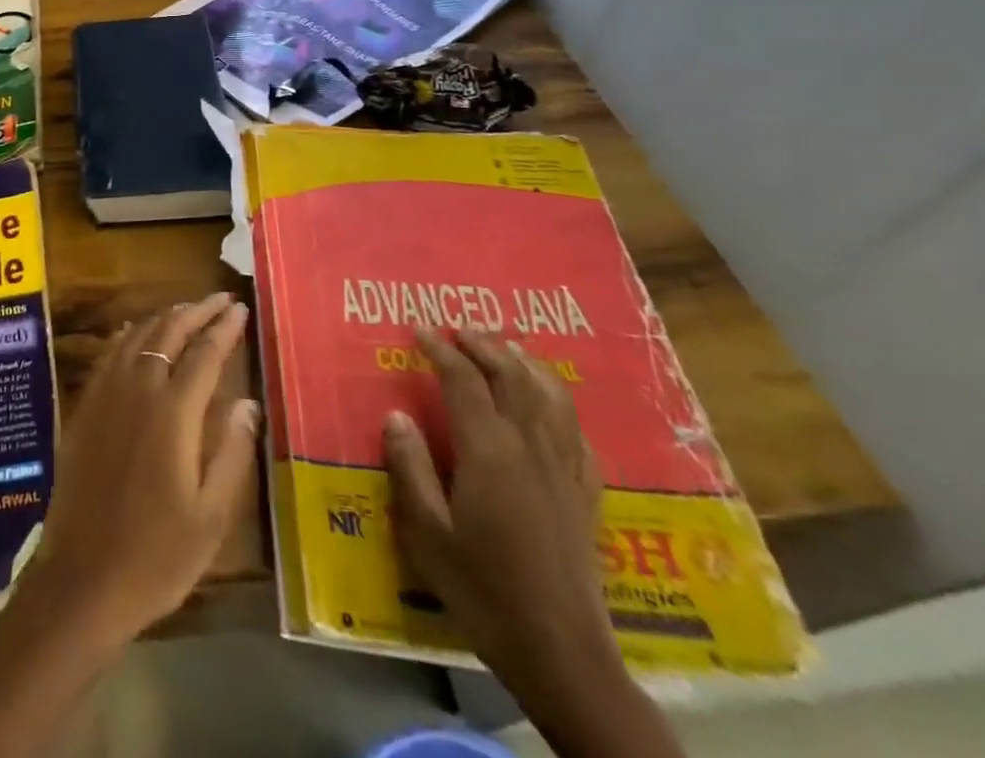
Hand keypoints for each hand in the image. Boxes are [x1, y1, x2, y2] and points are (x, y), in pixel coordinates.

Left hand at [17, 292, 258, 651]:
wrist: (83, 577)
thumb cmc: (157, 555)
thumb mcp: (211, 516)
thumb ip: (231, 451)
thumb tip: (248, 402)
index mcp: (173, 412)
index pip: (205, 353)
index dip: (225, 328)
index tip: (240, 308)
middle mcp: (137, 390)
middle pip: (168, 332)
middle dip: (196, 311)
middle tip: (220, 299)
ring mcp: (105, 394)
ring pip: (137, 336)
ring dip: (164, 317)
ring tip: (186, 310)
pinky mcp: (84, 407)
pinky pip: (110, 354)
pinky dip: (130, 334)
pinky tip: (137, 333)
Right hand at [385, 328, 620, 717]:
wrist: (562, 655)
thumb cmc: (483, 590)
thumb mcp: (427, 532)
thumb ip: (410, 467)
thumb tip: (397, 415)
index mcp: (489, 452)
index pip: (463, 381)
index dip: (440, 350)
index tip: (419, 330)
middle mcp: (531, 449)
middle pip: (513, 377)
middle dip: (484, 346)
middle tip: (458, 329)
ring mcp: (565, 471)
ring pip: (552, 398)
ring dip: (526, 365)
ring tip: (506, 349)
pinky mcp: (587, 496)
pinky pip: (577, 434)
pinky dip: (561, 407)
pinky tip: (551, 408)